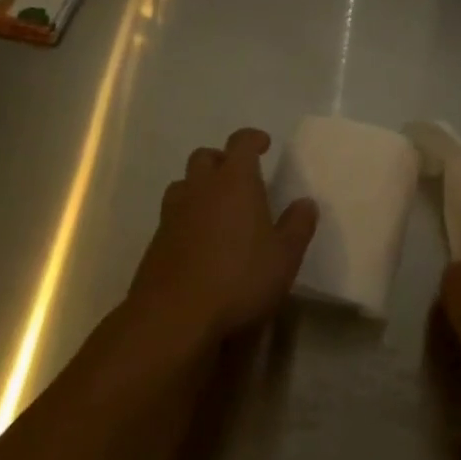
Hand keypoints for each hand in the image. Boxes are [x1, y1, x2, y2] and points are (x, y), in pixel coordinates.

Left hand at [127, 128, 317, 343]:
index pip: (241, 142)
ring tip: (216, 209)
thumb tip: (306, 203)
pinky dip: (185, 220)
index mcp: (235, 181)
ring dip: (198, 188)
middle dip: (221, 161)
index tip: (264, 145)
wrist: (172, 320)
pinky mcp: (154, 244)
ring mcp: (172, 215)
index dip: (253, 139)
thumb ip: (298, 226)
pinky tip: (199, 245)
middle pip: (205, 157)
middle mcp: (200, 188)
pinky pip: (171, 217)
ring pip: (183, 185)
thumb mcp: (284, 257)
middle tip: (238, 178)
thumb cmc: (238, 279)